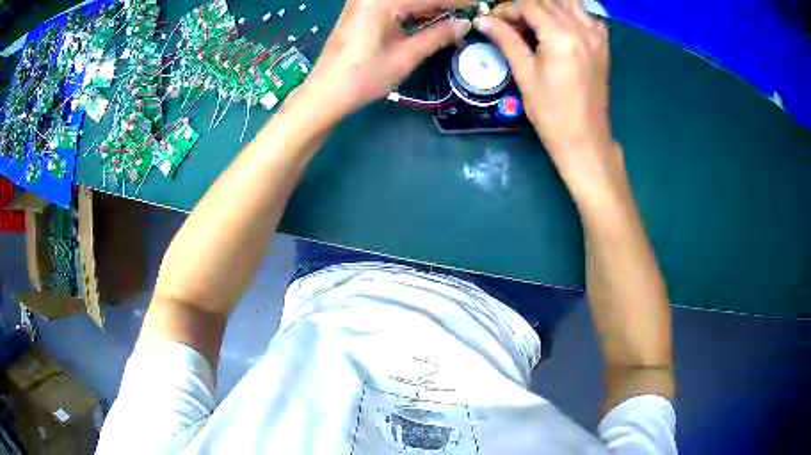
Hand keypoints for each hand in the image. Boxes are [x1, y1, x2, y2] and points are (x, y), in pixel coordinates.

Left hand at [300, 0, 473, 124]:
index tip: (479, 2)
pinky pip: (394, 3)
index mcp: (382, 1)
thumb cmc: (364, 77)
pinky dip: (413, 9)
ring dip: (429, 6)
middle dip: (442, 4)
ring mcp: (363, 0)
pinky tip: (429, 18)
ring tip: (452, 17)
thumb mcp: (406, 56)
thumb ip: (438, 36)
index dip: (457, 1)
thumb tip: (464, 24)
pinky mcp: (360, 9)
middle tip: (464, 13)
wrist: (326, 93)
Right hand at [474, 0, 615, 191]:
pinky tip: (559, 27)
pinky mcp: (603, 45)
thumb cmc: (551, 113)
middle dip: (526, 7)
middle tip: (511, 23)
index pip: (529, 5)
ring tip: (534, 22)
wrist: (585, 139)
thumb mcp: (525, 74)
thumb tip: (483, 20)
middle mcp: (582, 28)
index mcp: (561, 36)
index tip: (495, 22)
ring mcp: (597, 36)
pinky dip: (570, 13)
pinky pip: (586, 15)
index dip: (508, 9)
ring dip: (548, 6)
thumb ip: (506, 40)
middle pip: (549, 1)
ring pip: (569, 3)